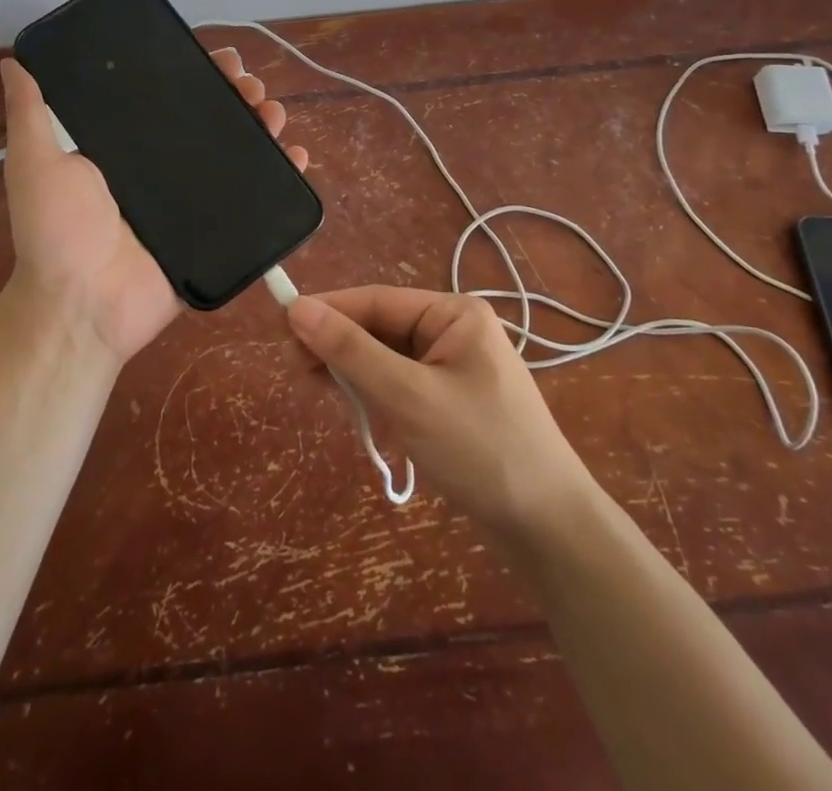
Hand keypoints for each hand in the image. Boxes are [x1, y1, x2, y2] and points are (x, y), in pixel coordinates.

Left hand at [0, 49, 307, 365]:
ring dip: (263, 127)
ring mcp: (193, 201)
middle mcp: (164, 169)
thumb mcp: (36, 163)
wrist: (83, 305)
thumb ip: (30, 113)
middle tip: (252, 86)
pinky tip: (296, 156)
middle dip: (238, 96)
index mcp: (128, 148)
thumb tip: (15, 59)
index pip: (169, 99)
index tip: (219, 57)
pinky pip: (254, 200)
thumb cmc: (58, 231)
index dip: (197, 75)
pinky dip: (281, 176)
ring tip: (274, 113)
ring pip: (238, 154)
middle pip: (211, 122)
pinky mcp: (215, 231)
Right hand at [285, 287, 590, 538]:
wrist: (550, 530)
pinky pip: (401, 384)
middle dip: (339, 346)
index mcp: (454, 314)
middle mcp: (455, 331)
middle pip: (381, 327)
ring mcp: (456, 368)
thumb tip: (297, 309)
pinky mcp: (452, 402)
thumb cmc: (480, 449)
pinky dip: (375, 395)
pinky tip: (355, 411)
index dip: (328, 310)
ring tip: (314, 388)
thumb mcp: (407, 396)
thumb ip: (351, 351)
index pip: (377, 301)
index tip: (281, 325)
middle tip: (294, 369)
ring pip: (387, 358)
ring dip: (353, 372)